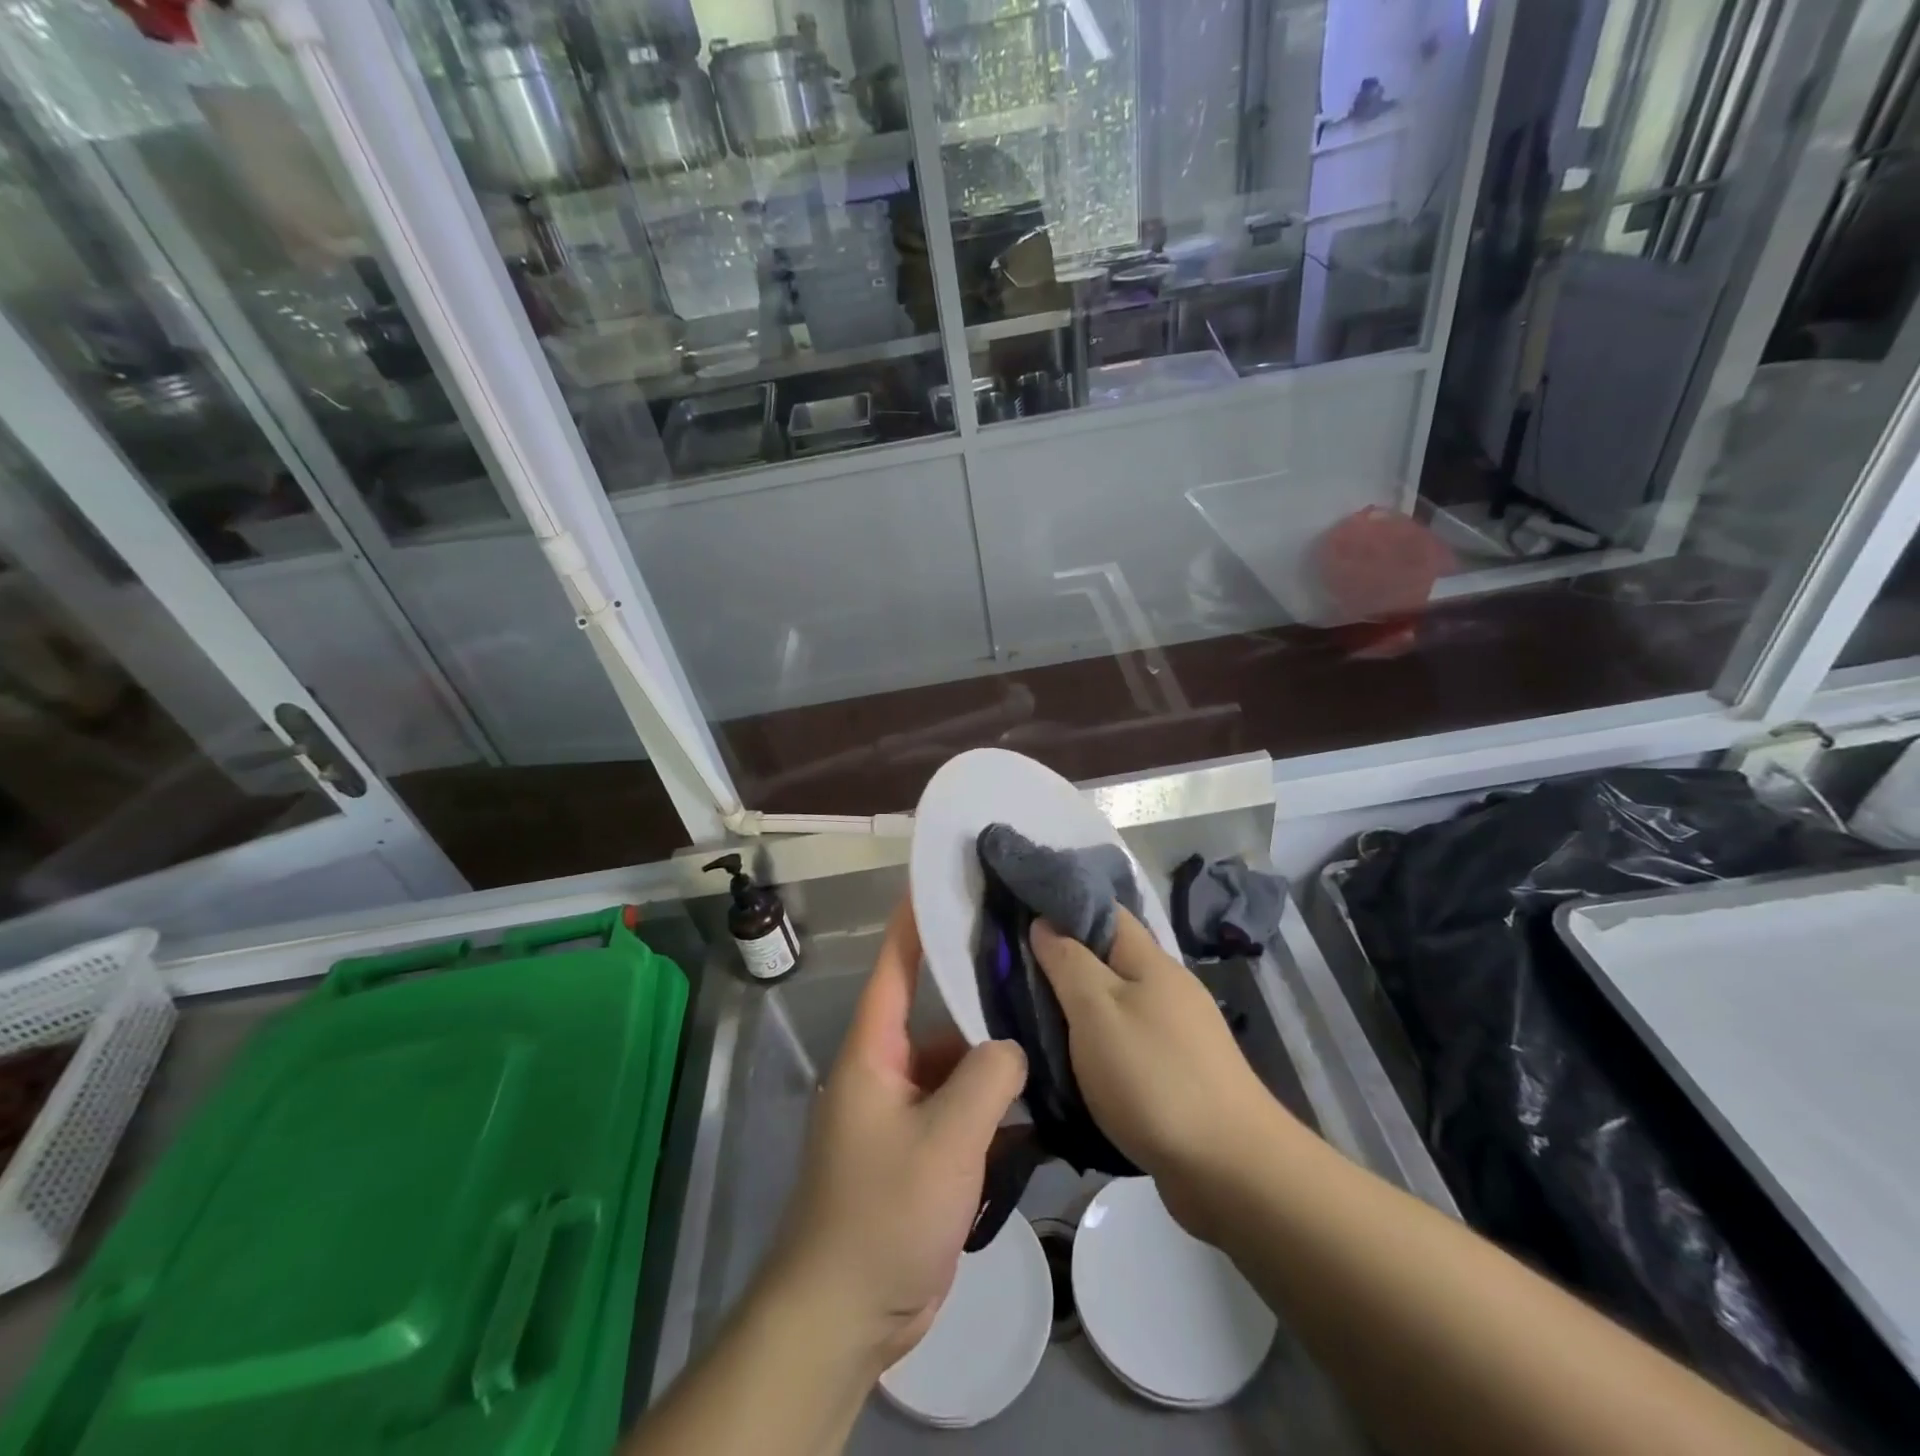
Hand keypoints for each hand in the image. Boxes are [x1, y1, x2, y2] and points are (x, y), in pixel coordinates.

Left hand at [764, 898, 1026, 1371]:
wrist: (845, 1316)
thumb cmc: (884, 1212)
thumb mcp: (945, 1140)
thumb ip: (987, 1079)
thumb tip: (1013, 1047)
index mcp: (873, 1053)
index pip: (894, 968)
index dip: (914, 922)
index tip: (943, 881)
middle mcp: (885, 1072)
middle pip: (938, 1019)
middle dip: (980, 998)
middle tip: (1034, 967)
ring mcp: (903, 1115)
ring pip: (955, 1069)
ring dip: (994, 1062)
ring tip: (1051, 1034)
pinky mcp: (921, 1154)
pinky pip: (961, 1113)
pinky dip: (994, 1108)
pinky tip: (1040, 1102)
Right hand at [1030, 908, 1288, 1237]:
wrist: (1230, 1170)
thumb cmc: (1153, 1077)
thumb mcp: (1096, 1011)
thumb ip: (1068, 962)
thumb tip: (1045, 922)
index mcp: (1151, 961)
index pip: (1105, 911)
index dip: (1064, 905)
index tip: (1019, 911)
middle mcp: (1168, 988)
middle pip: (1110, 958)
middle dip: (1065, 960)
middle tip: (1013, 970)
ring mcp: (1178, 1032)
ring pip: (1117, 1003)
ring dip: (1079, 1006)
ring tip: (1033, 1015)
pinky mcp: (1178, 1073)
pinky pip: (1127, 1041)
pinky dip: (1098, 1043)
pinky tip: (1073, 1061)